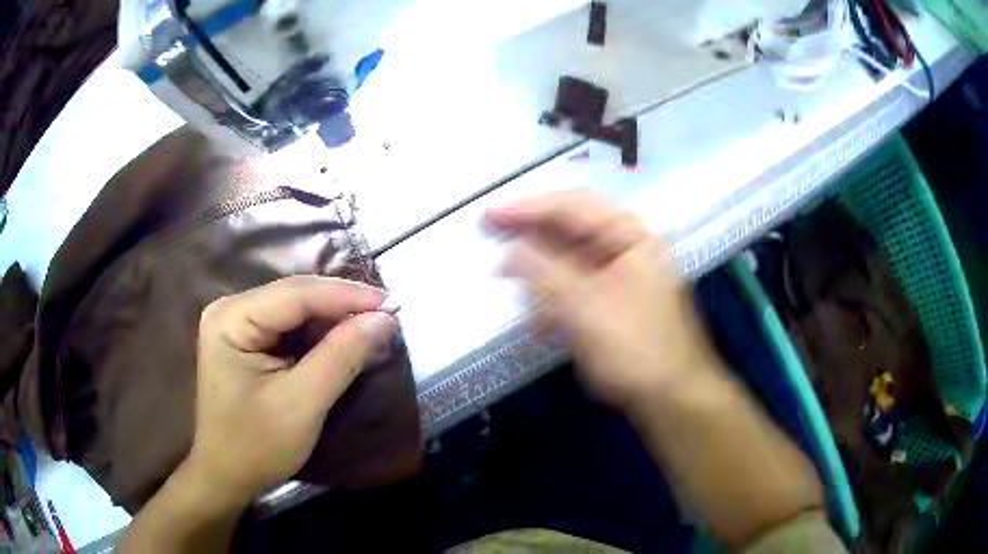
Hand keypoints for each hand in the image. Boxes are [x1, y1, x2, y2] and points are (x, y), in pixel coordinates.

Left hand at [189, 276, 397, 501]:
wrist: (227, 475)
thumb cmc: (256, 445)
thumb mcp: (301, 404)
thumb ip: (341, 358)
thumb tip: (385, 319)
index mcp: (231, 318)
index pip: (296, 294)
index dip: (346, 296)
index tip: (393, 304)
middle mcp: (232, 310)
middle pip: (296, 297)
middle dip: (343, 307)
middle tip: (389, 317)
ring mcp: (238, 324)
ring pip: (297, 310)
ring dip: (335, 320)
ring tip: (374, 327)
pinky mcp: (249, 341)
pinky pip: (292, 328)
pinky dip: (322, 335)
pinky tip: (346, 341)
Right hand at [485, 191, 716, 408]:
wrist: (672, 397)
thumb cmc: (635, 349)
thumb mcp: (586, 309)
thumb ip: (544, 274)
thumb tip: (511, 249)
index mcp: (630, 236)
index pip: (573, 207)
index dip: (527, 208)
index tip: (489, 215)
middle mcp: (627, 248)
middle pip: (571, 229)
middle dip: (530, 236)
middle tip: (490, 235)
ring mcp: (621, 275)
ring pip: (570, 259)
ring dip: (539, 270)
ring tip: (506, 277)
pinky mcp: (613, 301)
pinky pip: (576, 286)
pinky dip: (553, 296)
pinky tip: (536, 315)